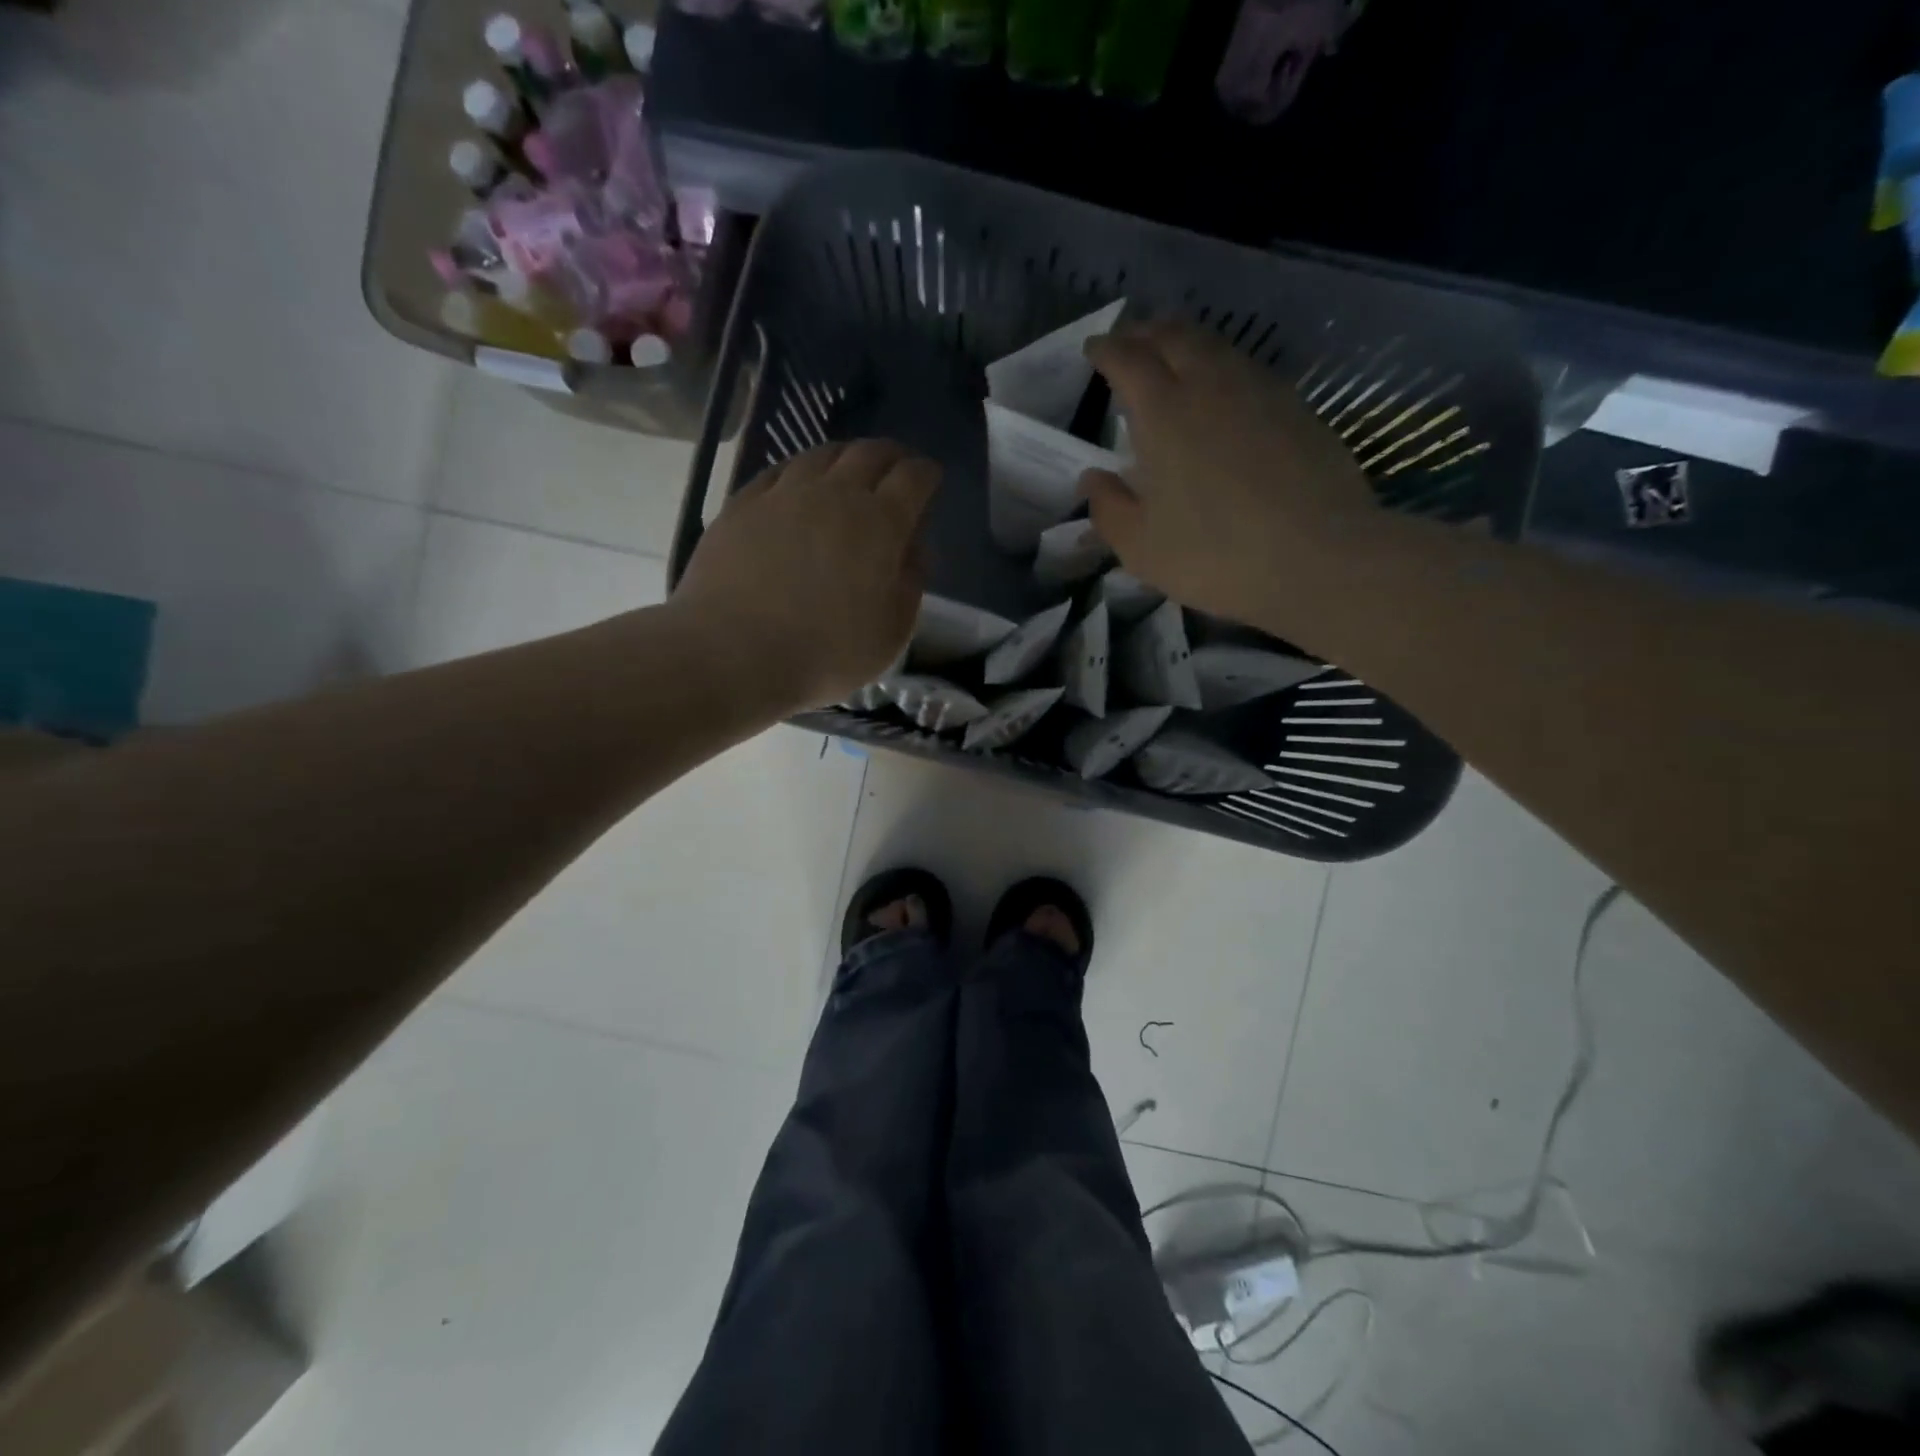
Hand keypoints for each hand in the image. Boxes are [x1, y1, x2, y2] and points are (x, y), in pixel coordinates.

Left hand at [674, 440, 937, 710]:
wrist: (733, 654)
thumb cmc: (826, 653)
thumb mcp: (892, 632)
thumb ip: (910, 583)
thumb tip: (912, 547)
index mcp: (881, 524)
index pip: (913, 478)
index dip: (926, 474)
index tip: (930, 479)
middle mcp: (835, 494)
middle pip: (870, 454)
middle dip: (891, 456)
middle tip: (897, 468)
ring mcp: (784, 494)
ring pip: (822, 455)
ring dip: (845, 458)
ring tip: (849, 472)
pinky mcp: (743, 504)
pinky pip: (780, 471)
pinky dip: (801, 471)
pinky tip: (798, 485)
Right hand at [1082, 320, 1379, 630]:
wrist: (1318, 558)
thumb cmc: (1214, 556)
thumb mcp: (1141, 548)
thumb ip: (1109, 508)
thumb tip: (1092, 479)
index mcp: (1163, 413)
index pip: (1127, 360)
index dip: (1106, 350)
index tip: (1093, 349)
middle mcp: (1209, 386)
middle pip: (1174, 336)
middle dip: (1145, 332)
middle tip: (1129, 343)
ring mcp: (1259, 390)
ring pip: (1215, 345)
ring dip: (1185, 342)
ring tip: (1172, 358)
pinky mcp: (1295, 407)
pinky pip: (1246, 368)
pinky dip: (1220, 366)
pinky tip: (1221, 392)